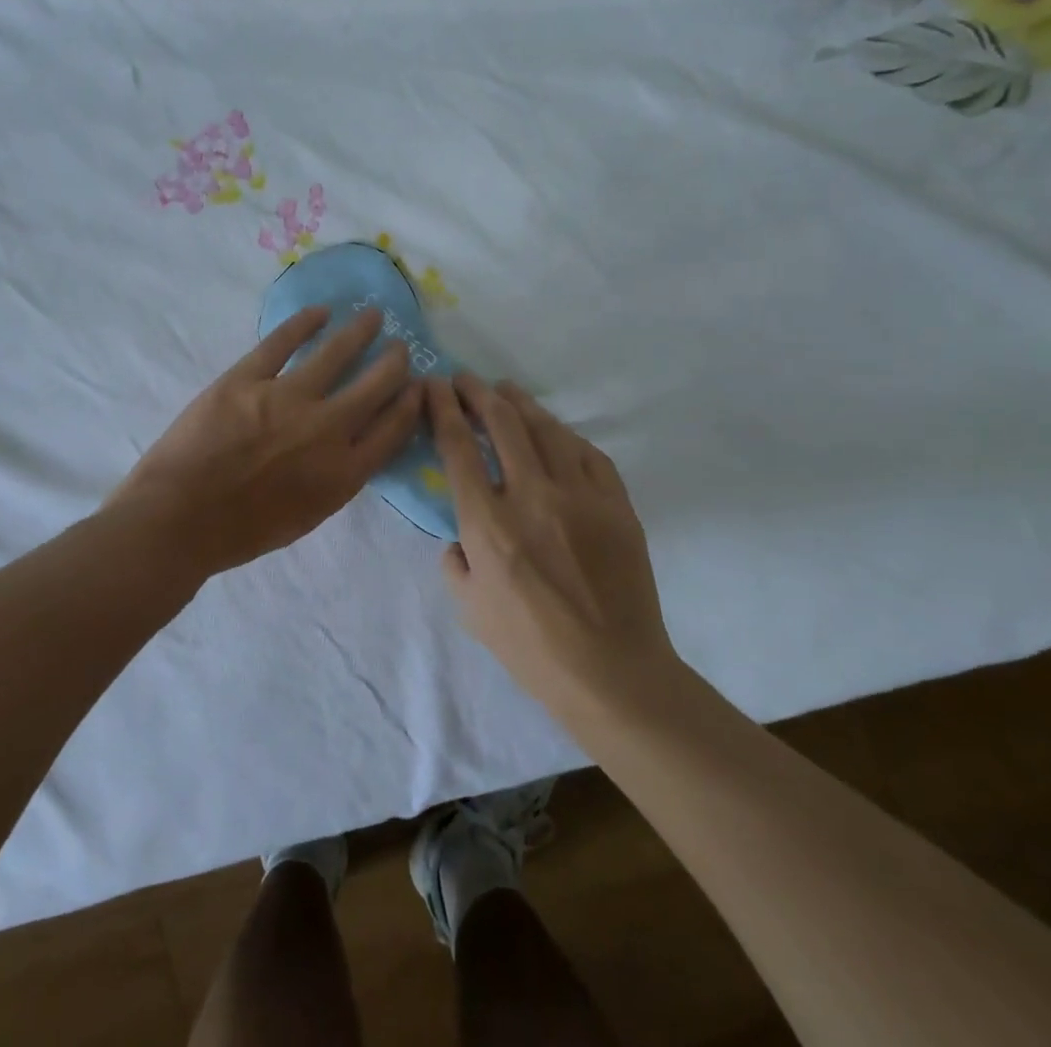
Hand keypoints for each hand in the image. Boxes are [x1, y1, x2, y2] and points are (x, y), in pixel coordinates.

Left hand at [111, 306, 422, 577]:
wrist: (179, 520)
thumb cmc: (239, 533)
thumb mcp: (305, 517)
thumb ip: (334, 480)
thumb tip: (348, 448)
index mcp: (343, 472)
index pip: (393, 429)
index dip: (411, 404)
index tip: (419, 386)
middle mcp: (327, 429)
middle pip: (375, 385)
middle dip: (394, 363)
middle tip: (400, 347)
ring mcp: (287, 398)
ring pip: (335, 354)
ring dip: (359, 332)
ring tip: (373, 316)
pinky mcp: (247, 378)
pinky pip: (281, 342)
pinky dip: (304, 323)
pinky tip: (320, 312)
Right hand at [428, 375, 677, 714]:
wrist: (611, 672)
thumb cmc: (531, 647)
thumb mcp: (470, 610)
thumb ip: (456, 563)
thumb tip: (460, 538)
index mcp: (488, 524)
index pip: (459, 447)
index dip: (443, 408)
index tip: (434, 386)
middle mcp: (531, 496)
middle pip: (502, 423)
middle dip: (478, 393)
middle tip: (465, 379)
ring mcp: (580, 496)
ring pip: (547, 429)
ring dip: (521, 403)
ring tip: (505, 390)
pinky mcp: (616, 504)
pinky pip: (588, 453)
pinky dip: (565, 436)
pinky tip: (555, 432)